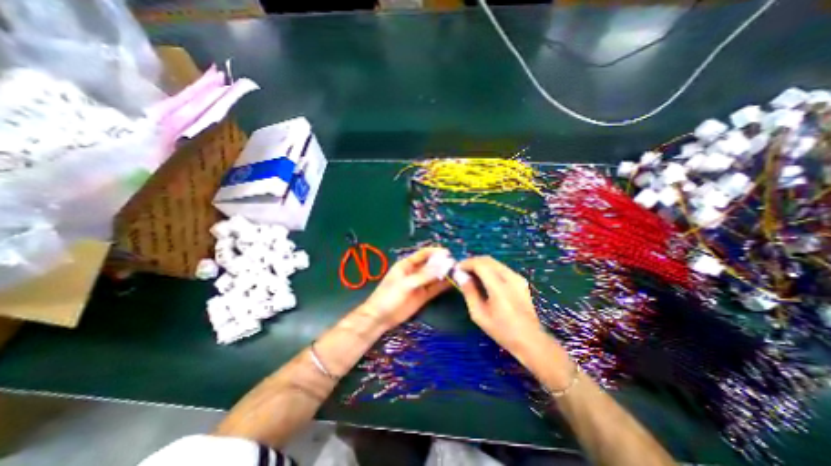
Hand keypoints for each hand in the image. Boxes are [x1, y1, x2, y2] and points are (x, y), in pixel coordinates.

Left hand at [362, 250, 452, 329]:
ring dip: (444, 274)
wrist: (381, 317)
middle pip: (431, 264)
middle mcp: (415, 271)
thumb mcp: (406, 284)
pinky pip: (435, 288)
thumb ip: (424, 275)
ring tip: (457, 272)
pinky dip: (443, 285)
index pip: (423, 254)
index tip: (448, 253)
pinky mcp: (423, 295)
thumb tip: (442, 265)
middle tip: (456, 263)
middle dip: (442, 263)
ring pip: (434, 276)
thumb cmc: (389, 296)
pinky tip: (453, 283)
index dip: (435, 252)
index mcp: (407, 264)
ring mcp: (420, 284)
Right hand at [458, 259, 550, 360]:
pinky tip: (484, 280)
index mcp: (500, 287)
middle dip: (473, 262)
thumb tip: (460, 275)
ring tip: (470, 275)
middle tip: (462, 271)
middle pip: (488, 260)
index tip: (457, 269)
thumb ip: (469, 292)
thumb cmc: (502, 331)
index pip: (480, 264)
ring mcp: (518, 278)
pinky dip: (489, 269)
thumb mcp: (479, 315)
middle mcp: (510, 278)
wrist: (531, 340)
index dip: (467, 263)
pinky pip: (501, 268)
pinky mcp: (521, 281)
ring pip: (495, 262)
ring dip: (481, 265)